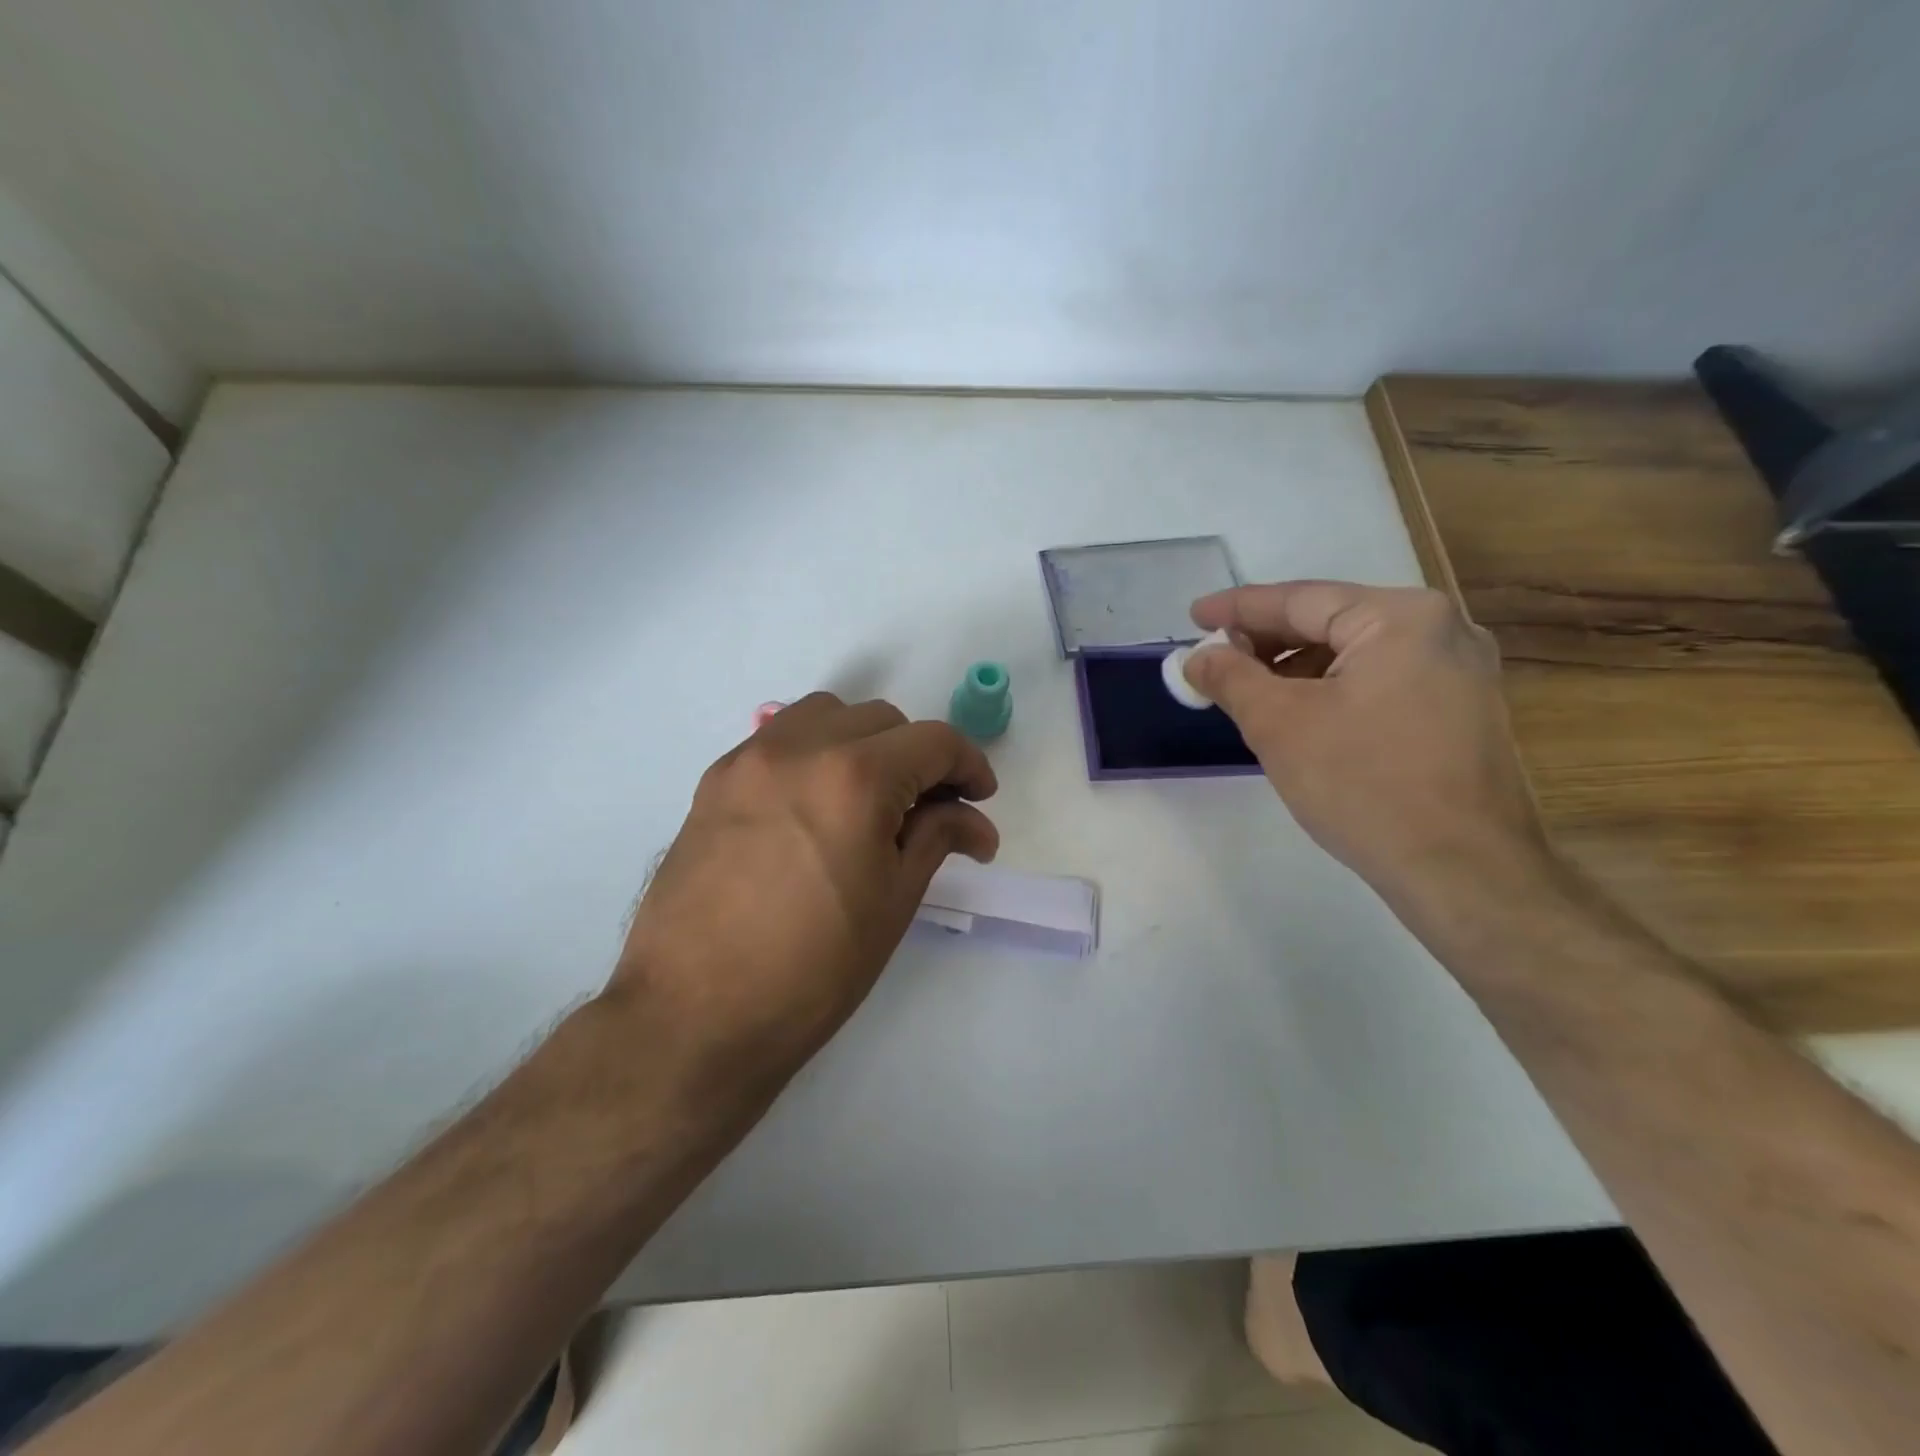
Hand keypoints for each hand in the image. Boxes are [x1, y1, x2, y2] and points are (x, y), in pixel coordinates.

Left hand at [609, 693, 998, 1095]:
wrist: (692, 1015)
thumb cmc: (812, 970)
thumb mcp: (893, 902)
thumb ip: (937, 838)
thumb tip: (975, 822)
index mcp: (855, 777)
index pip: (933, 741)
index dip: (969, 765)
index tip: (980, 799)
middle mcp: (799, 748)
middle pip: (881, 719)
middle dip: (917, 755)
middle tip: (928, 809)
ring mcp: (749, 760)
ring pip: (825, 715)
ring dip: (862, 741)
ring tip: (869, 797)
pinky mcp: (714, 782)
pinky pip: (779, 740)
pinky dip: (813, 753)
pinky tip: (814, 806)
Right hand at [1183, 581, 1547, 895]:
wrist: (1461, 871)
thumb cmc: (1363, 783)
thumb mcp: (1278, 724)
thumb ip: (1231, 678)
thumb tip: (1197, 658)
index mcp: (1401, 617)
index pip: (1301, 600)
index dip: (1238, 609)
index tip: (1193, 616)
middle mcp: (1442, 630)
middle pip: (1332, 623)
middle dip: (1267, 643)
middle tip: (1215, 661)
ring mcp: (1460, 673)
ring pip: (1356, 655)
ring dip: (1297, 671)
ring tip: (1249, 695)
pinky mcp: (1461, 713)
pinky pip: (1381, 683)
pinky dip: (1333, 691)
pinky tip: (1300, 718)